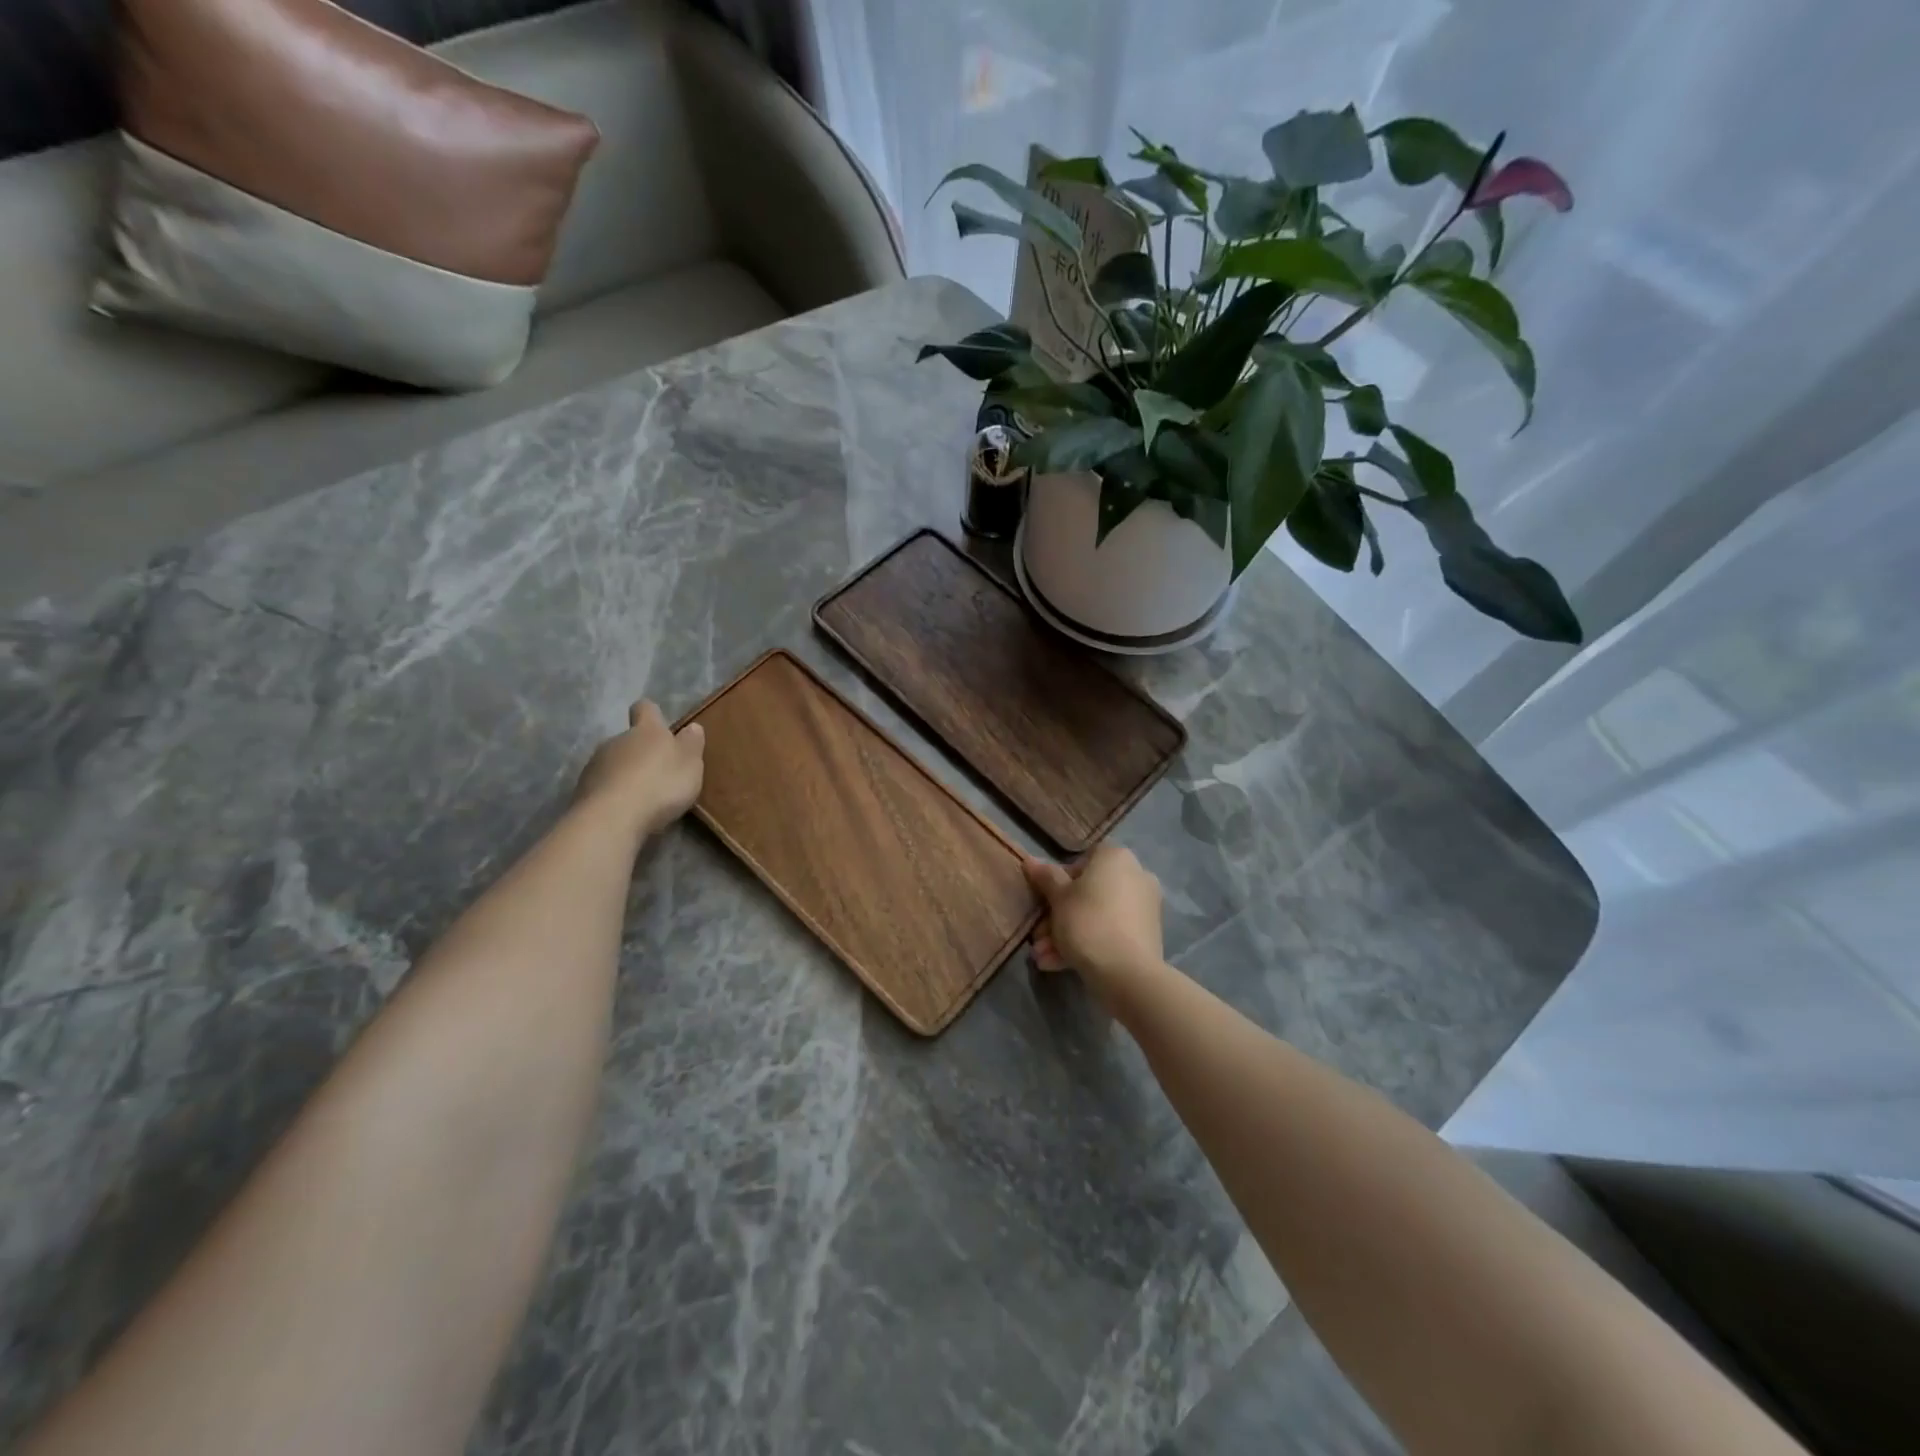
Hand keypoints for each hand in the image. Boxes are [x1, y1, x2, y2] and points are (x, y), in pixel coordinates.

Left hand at [572, 701, 705, 836]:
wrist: (612, 818)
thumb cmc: (660, 785)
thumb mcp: (690, 764)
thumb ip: (691, 744)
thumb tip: (692, 727)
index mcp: (646, 731)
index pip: (645, 708)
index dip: (652, 714)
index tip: (659, 724)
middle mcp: (616, 741)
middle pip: (628, 739)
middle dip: (640, 752)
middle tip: (658, 773)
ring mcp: (595, 765)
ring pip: (612, 763)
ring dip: (625, 774)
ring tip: (641, 797)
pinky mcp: (581, 791)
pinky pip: (602, 787)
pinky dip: (613, 795)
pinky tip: (624, 811)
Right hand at [1024, 845, 1164, 995]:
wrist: (1127, 973)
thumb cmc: (1088, 922)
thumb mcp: (1058, 898)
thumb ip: (1045, 877)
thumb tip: (1030, 861)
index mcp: (1116, 858)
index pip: (1082, 860)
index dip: (1059, 880)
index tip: (1046, 901)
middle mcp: (1136, 876)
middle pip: (1089, 893)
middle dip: (1059, 916)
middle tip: (1038, 937)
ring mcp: (1145, 907)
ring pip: (1098, 916)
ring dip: (1068, 935)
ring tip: (1043, 958)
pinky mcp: (1147, 935)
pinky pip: (1111, 932)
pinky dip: (1088, 944)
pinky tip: (1059, 965)